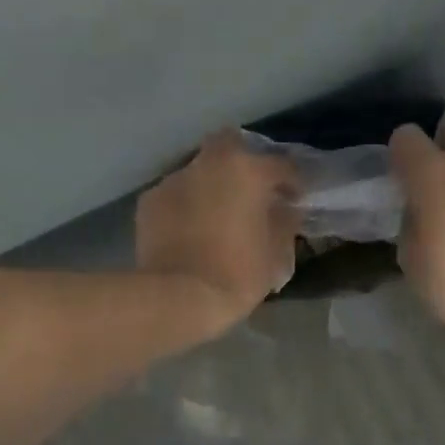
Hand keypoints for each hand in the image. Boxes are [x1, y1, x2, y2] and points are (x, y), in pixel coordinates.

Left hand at [136, 130, 297, 331]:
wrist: (177, 297)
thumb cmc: (236, 274)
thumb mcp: (274, 253)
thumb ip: (284, 222)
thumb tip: (285, 209)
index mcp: (247, 171)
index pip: (281, 165)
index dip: (292, 182)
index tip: (295, 199)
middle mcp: (209, 164)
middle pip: (230, 146)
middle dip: (243, 163)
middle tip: (250, 192)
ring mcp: (174, 180)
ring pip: (199, 171)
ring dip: (211, 186)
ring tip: (216, 214)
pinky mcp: (149, 201)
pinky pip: (176, 195)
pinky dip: (186, 205)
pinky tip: (189, 230)